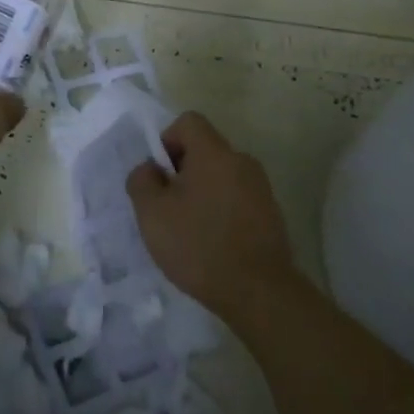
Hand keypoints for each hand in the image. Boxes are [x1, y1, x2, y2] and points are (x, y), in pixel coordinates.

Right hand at [126, 111, 295, 320]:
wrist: (259, 292)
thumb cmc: (199, 245)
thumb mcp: (152, 213)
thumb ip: (142, 180)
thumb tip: (150, 169)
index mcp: (214, 153)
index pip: (189, 121)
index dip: (167, 140)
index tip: (160, 175)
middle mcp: (242, 161)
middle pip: (205, 149)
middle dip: (183, 170)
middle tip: (169, 205)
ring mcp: (261, 188)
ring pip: (222, 175)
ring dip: (202, 192)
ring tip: (190, 228)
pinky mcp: (271, 215)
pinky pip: (238, 198)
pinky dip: (222, 210)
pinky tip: (213, 243)